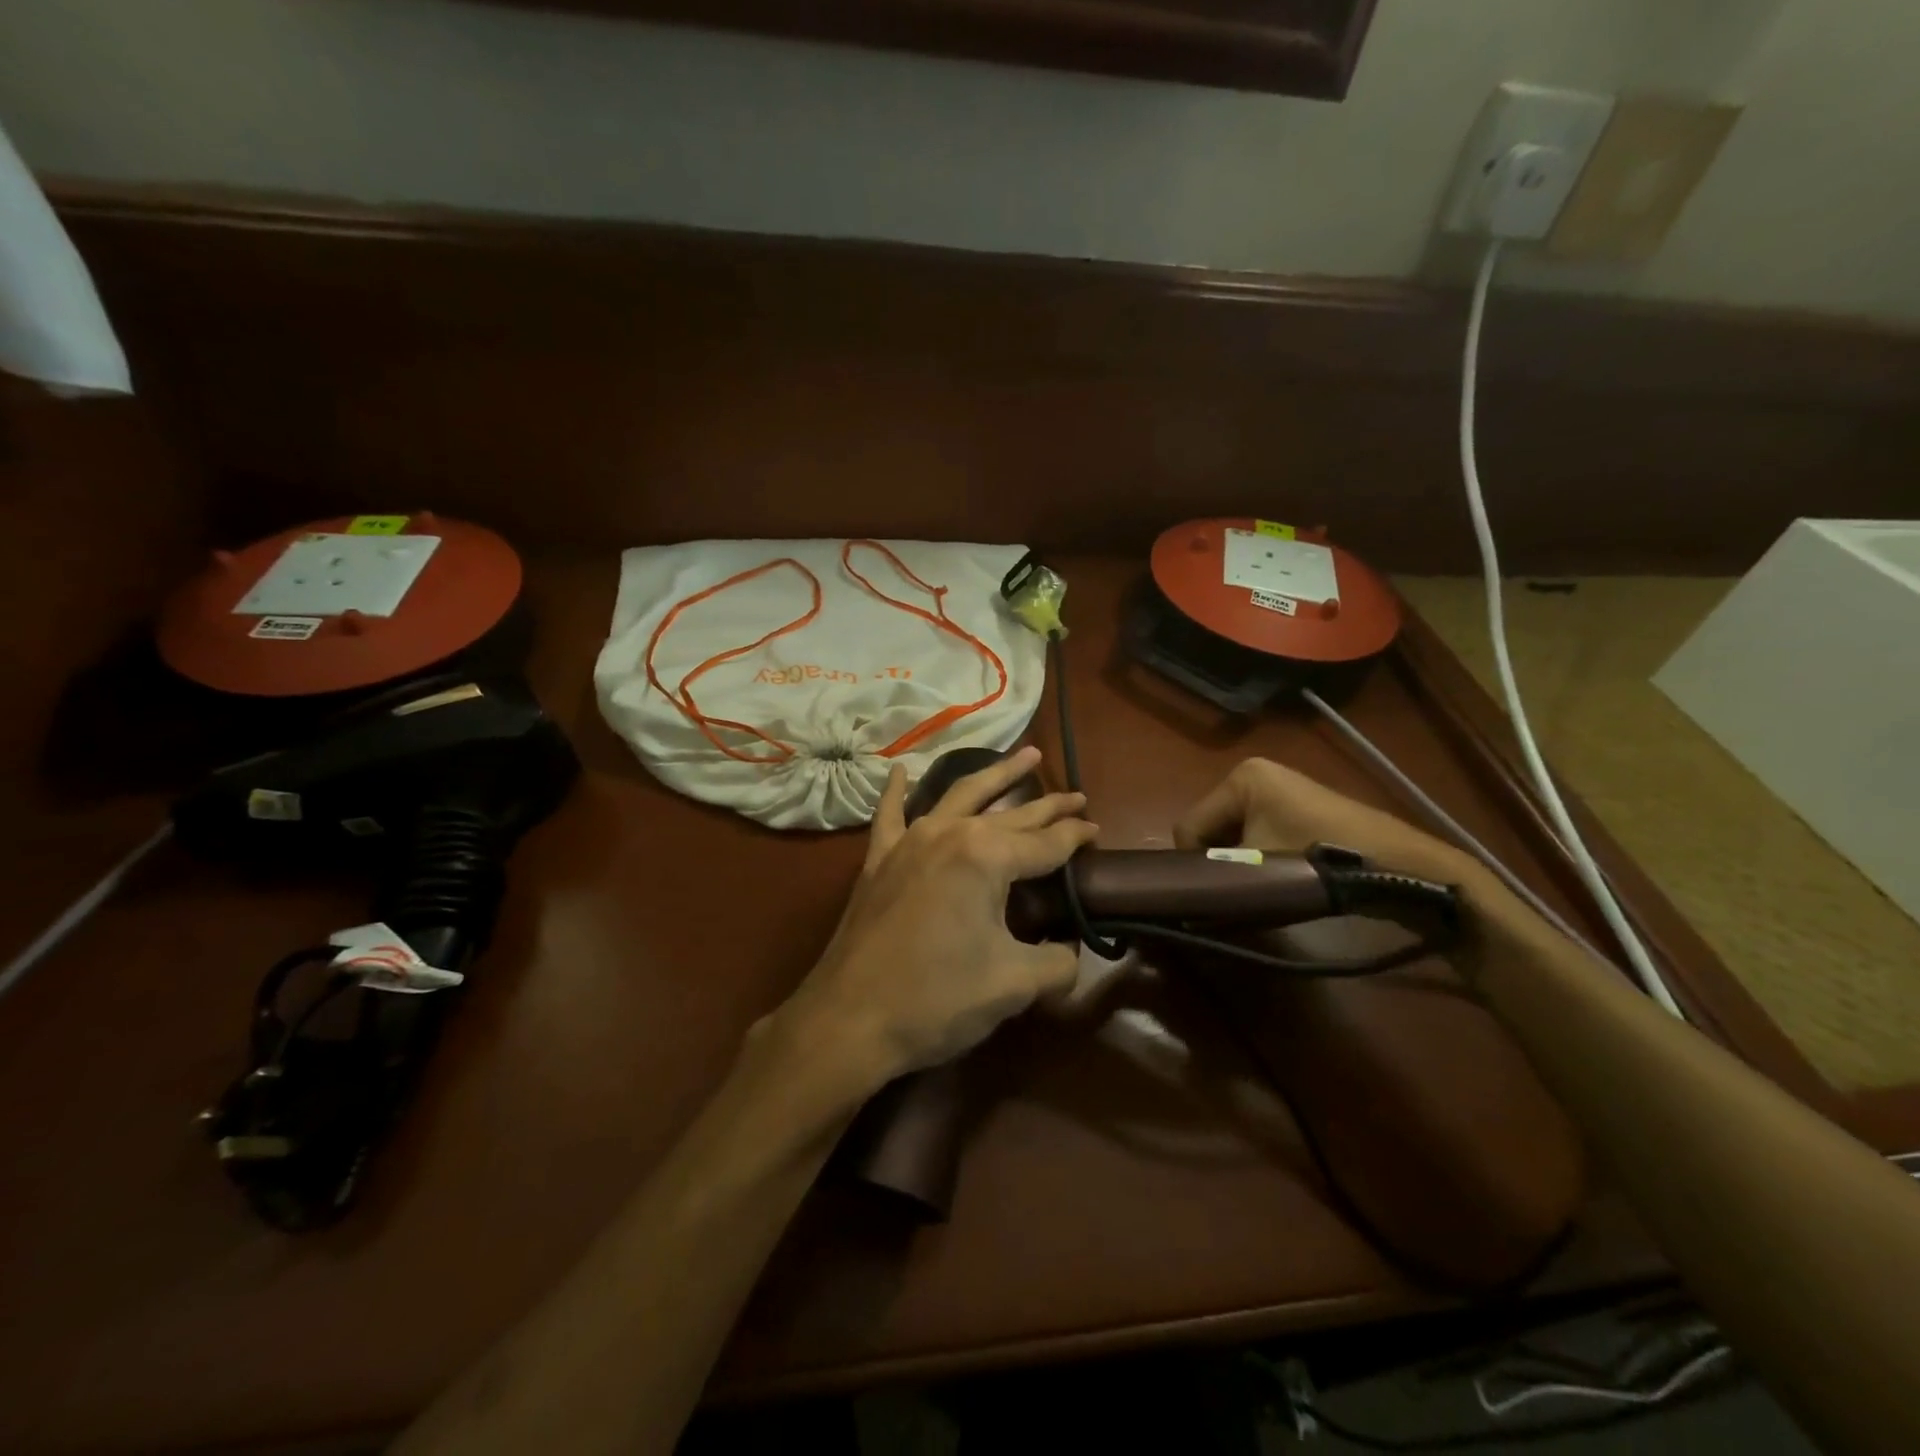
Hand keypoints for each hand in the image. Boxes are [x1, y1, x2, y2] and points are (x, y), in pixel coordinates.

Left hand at [777, 746, 1098, 1091]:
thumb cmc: (937, 999)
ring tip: (1025, 754)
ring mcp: (909, 842)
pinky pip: (890, 816)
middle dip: (1048, 806)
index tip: (1097, 829)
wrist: (849, 1019)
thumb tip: (1069, 952)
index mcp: (986, 856)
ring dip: (995, 775)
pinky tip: (900, 771)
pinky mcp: (878, 860)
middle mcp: (949, 833)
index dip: (1075, 837)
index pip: (1046, 843)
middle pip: (1011, 815)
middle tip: (1077, 795)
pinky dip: (896, 792)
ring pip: (959, 796)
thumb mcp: (1014, 985)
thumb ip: (1057, 962)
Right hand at [1174, 757, 1469, 885]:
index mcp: (1240, 778)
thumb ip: (1212, 878)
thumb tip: (1182, 899)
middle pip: (1210, 828)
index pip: (1189, 826)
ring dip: (1237, 862)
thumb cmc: (1318, 857)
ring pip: (1232, 834)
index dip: (1193, 865)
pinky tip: (1274, 878)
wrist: (1396, 864)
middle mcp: (1254, 774)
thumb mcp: (1255, 869)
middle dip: (1217, 862)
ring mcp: (1279, 789)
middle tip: (1233, 893)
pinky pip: (1257, 833)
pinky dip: (1257, 856)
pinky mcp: (1297, 807)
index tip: (1209, 895)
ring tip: (1255, 889)